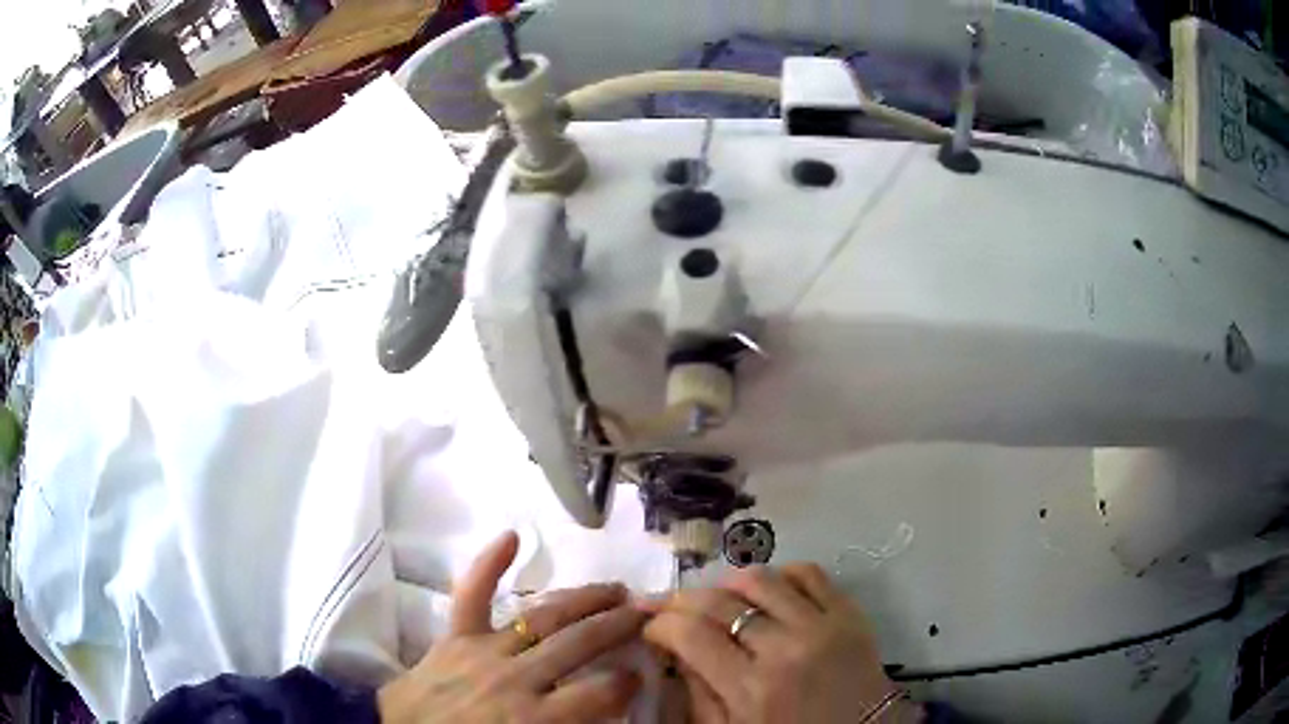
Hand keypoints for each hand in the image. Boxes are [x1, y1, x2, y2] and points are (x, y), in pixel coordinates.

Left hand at [379, 531, 646, 722]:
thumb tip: (603, 720)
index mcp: (536, 717)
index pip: (600, 692)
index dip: (627, 681)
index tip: (641, 673)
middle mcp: (517, 677)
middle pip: (579, 643)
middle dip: (618, 626)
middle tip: (647, 612)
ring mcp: (483, 650)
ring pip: (543, 617)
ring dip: (583, 600)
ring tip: (615, 589)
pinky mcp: (454, 637)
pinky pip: (471, 595)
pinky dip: (489, 565)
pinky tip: (512, 535)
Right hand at [644, 564, 918, 723]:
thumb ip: (697, 693)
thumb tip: (674, 650)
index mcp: (751, 688)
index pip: (690, 634)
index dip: (659, 623)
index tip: (650, 627)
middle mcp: (785, 648)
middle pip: (719, 601)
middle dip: (681, 599)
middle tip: (668, 606)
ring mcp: (822, 624)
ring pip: (760, 578)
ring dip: (727, 584)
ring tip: (717, 599)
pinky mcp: (850, 611)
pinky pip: (809, 572)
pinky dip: (779, 574)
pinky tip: (767, 592)